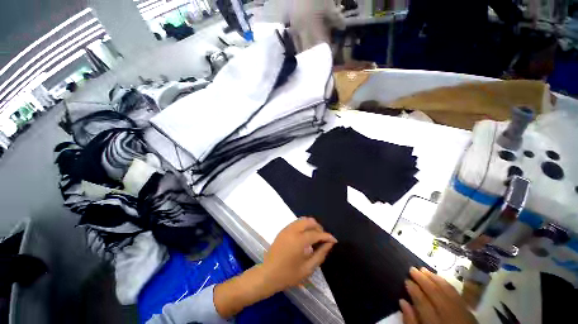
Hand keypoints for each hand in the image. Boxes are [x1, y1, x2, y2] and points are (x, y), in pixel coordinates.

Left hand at [214, 217, 335, 318]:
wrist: (268, 274)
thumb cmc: (288, 275)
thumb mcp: (307, 268)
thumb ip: (320, 254)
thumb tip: (329, 244)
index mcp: (299, 240)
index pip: (316, 234)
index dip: (326, 236)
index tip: (334, 240)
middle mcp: (293, 231)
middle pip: (309, 221)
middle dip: (319, 228)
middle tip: (323, 238)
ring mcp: (286, 229)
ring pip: (302, 220)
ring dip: (311, 225)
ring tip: (315, 236)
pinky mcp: (283, 230)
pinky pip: (296, 223)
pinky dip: (304, 226)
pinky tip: (306, 236)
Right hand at [400, 267, 477, 323]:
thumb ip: (410, 321)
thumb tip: (402, 301)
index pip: (423, 303)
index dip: (414, 290)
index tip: (406, 280)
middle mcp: (449, 317)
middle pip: (436, 295)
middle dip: (423, 280)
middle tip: (412, 269)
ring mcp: (462, 314)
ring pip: (448, 292)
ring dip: (435, 279)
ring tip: (423, 269)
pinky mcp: (470, 312)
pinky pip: (458, 295)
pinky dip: (447, 285)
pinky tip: (439, 278)